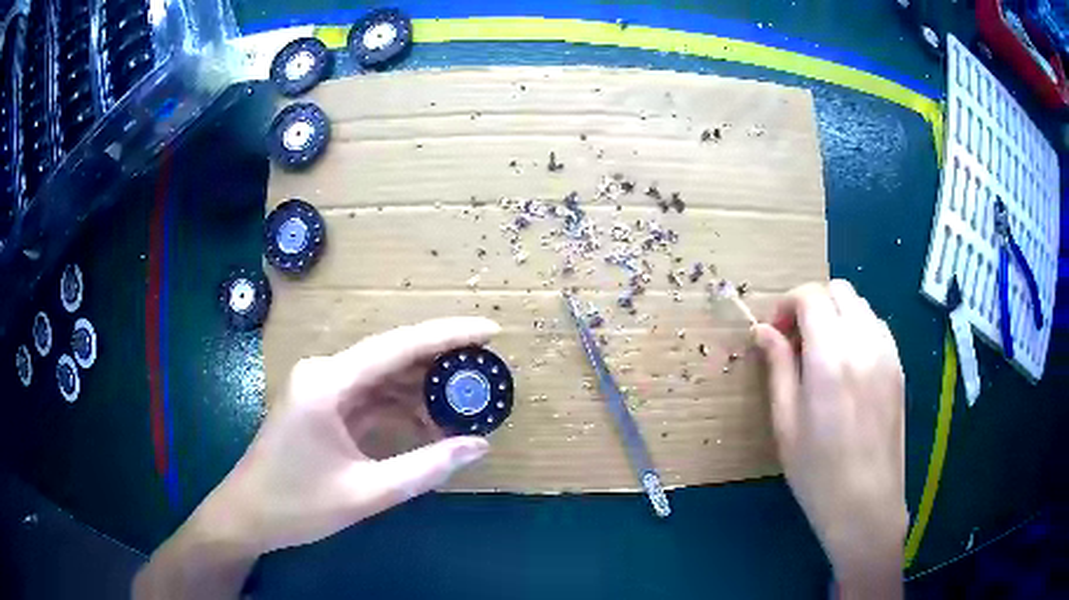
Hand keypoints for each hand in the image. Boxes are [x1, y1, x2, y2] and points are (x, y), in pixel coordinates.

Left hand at [197, 317, 499, 554]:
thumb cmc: (297, 505)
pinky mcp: (322, 404)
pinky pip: (369, 396)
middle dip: (440, 363)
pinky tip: (427, 426)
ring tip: (464, 405)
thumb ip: (425, 467)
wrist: (248, 515)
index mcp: (328, 383)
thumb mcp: (366, 492)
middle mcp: (323, 372)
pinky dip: (399, 408)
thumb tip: (479, 446)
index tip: (492, 332)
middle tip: (485, 371)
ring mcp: (320, 386)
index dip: (448, 336)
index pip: (398, 346)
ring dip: (420, 390)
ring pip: (382, 376)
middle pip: (392, 355)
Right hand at [752, 281, 904, 594]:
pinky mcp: (898, 366)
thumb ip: (778, 368)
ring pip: (860, 304)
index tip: (774, 332)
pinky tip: (848, 364)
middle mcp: (863, 343)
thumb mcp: (786, 422)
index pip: (810, 296)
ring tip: (822, 353)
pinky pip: (876, 326)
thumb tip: (763, 331)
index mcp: (830, 357)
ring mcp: (887, 352)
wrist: (866, 502)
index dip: (786, 305)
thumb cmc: (817, 471)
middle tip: (796, 340)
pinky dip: (857, 328)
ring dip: (835, 315)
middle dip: (812, 304)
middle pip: (838, 290)